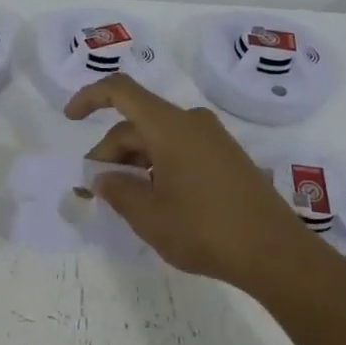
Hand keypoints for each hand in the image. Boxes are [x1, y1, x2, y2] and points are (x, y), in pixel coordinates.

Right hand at [66, 73, 332, 291]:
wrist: (276, 253)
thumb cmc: (204, 229)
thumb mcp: (148, 215)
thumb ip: (116, 191)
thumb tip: (102, 178)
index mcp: (170, 125)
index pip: (121, 91)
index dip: (90, 97)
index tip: (70, 119)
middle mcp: (191, 123)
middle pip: (136, 125)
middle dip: (108, 155)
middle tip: (92, 192)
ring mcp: (212, 140)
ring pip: (157, 140)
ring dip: (132, 165)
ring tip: (120, 202)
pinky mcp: (225, 159)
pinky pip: (178, 150)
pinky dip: (156, 168)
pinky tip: (152, 200)